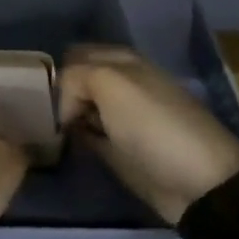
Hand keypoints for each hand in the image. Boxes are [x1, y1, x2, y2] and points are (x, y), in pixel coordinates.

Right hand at [57, 45, 238, 223]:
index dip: (58, 73)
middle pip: (77, 82)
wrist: (198, 183)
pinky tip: (63, 146)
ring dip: (65, 117)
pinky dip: (75, 139)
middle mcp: (121, 84)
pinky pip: (88, 135)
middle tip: (40, 116)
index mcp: (122, 61)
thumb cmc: (153, 126)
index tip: (42, 98)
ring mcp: (121, 118)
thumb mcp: (111, 84)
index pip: (75, 56)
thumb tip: (64, 106)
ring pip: (81, 108)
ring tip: (45, 132)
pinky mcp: (120, 149)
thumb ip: (75, 77)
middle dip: (59, 94)